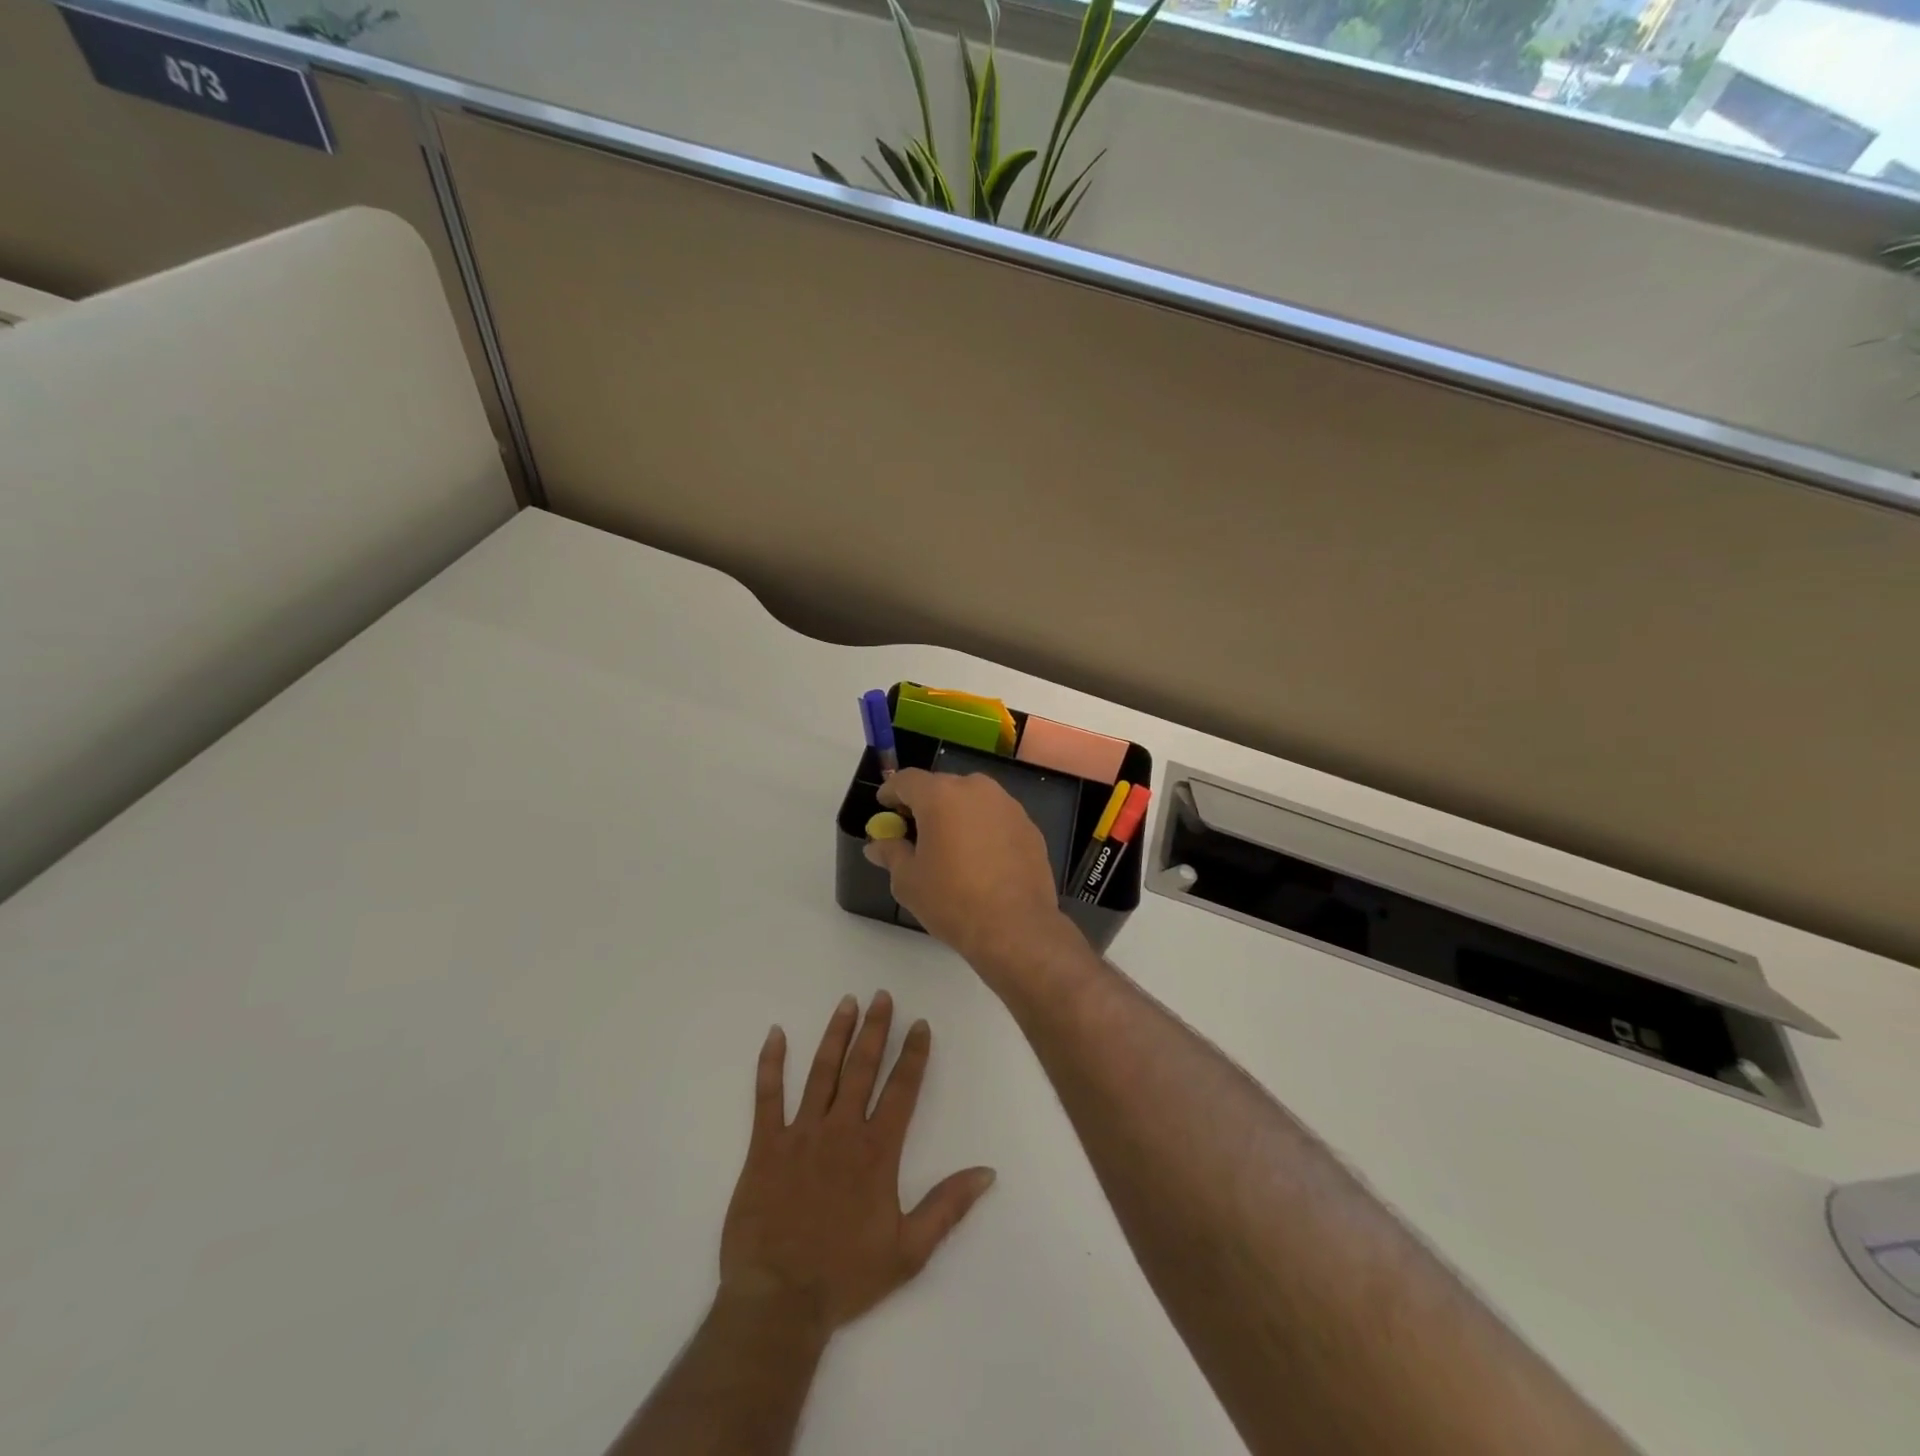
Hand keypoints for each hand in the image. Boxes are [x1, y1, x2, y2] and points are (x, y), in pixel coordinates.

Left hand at [718, 992, 995, 1340]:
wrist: (779, 1303)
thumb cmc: (846, 1276)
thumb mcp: (909, 1251)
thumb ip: (948, 1206)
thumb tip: (987, 1171)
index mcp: (877, 1151)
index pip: (902, 1089)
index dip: (913, 1054)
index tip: (920, 1024)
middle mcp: (842, 1131)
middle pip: (862, 1068)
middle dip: (875, 1029)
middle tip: (881, 996)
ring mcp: (801, 1134)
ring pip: (821, 1072)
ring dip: (835, 1035)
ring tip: (846, 1002)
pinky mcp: (765, 1146)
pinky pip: (767, 1096)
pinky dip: (770, 1064)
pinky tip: (775, 1035)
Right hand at [864, 769, 1080, 977]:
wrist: (1015, 927)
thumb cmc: (952, 900)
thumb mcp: (908, 881)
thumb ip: (891, 854)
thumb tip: (878, 845)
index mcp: (940, 795)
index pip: (907, 780)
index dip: (891, 791)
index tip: (885, 807)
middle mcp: (976, 789)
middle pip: (942, 786)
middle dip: (925, 803)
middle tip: (915, 829)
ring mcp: (1008, 805)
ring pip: (972, 799)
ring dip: (956, 813)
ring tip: (949, 844)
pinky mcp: (1029, 826)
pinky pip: (996, 817)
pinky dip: (983, 828)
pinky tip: (980, 857)